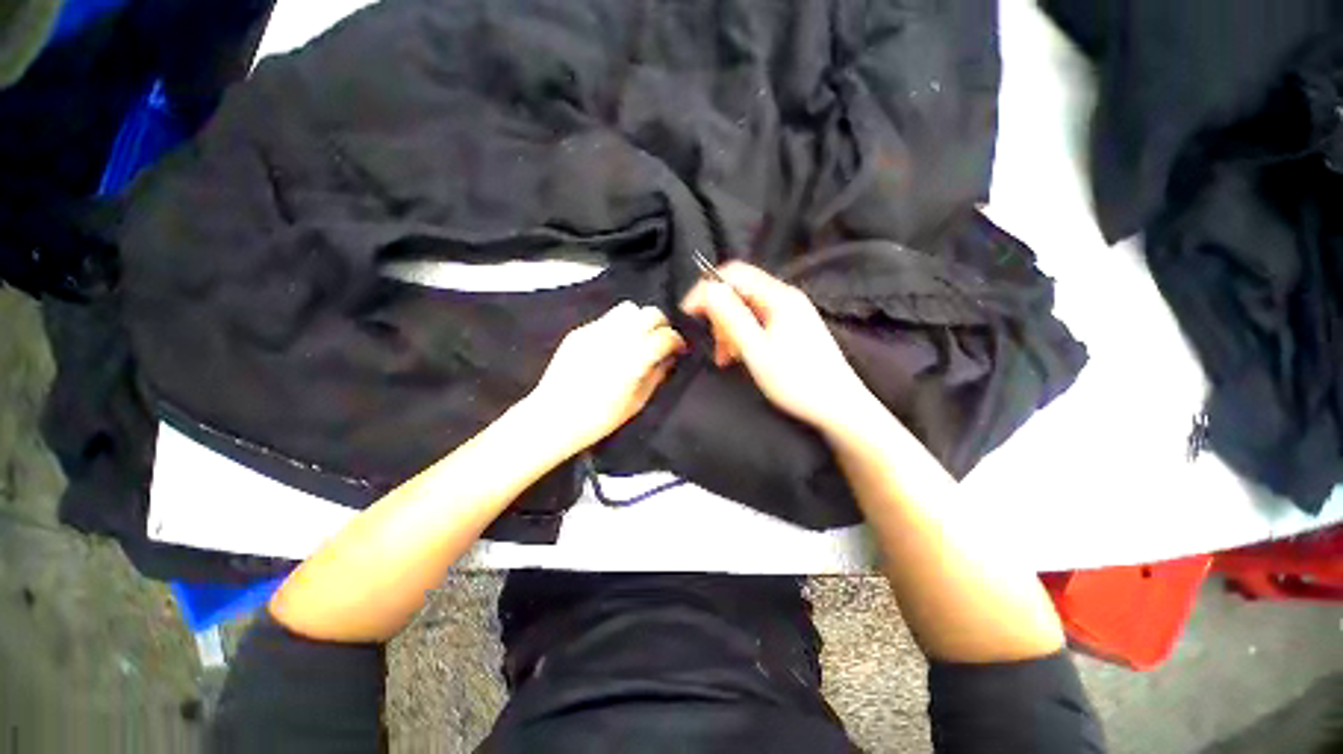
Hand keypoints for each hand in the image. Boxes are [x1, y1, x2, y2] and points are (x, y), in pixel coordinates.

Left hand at [523, 301, 685, 454]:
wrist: (554, 417)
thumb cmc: (600, 419)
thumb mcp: (638, 402)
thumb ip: (657, 375)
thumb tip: (669, 357)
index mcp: (634, 359)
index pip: (665, 336)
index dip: (677, 341)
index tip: (678, 349)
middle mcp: (616, 338)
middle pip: (649, 313)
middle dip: (661, 324)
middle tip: (660, 341)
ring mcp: (595, 332)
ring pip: (628, 309)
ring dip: (639, 320)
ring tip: (637, 338)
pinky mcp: (579, 332)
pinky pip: (606, 319)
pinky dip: (617, 327)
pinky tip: (613, 346)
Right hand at [681, 262, 875, 434]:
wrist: (838, 406)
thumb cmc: (797, 381)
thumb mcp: (757, 351)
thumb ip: (731, 318)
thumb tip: (707, 289)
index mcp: (779, 297)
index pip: (734, 274)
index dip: (706, 288)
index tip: (688, 313)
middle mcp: (786, 297)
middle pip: (740, 291)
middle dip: (720, 315)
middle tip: (714, 346)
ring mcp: (791, 313)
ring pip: (747, 309)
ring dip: (729, 329)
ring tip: (726, 358)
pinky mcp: (793, 328)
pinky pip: (759, 322)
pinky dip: (743, 336)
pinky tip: (739, 356)